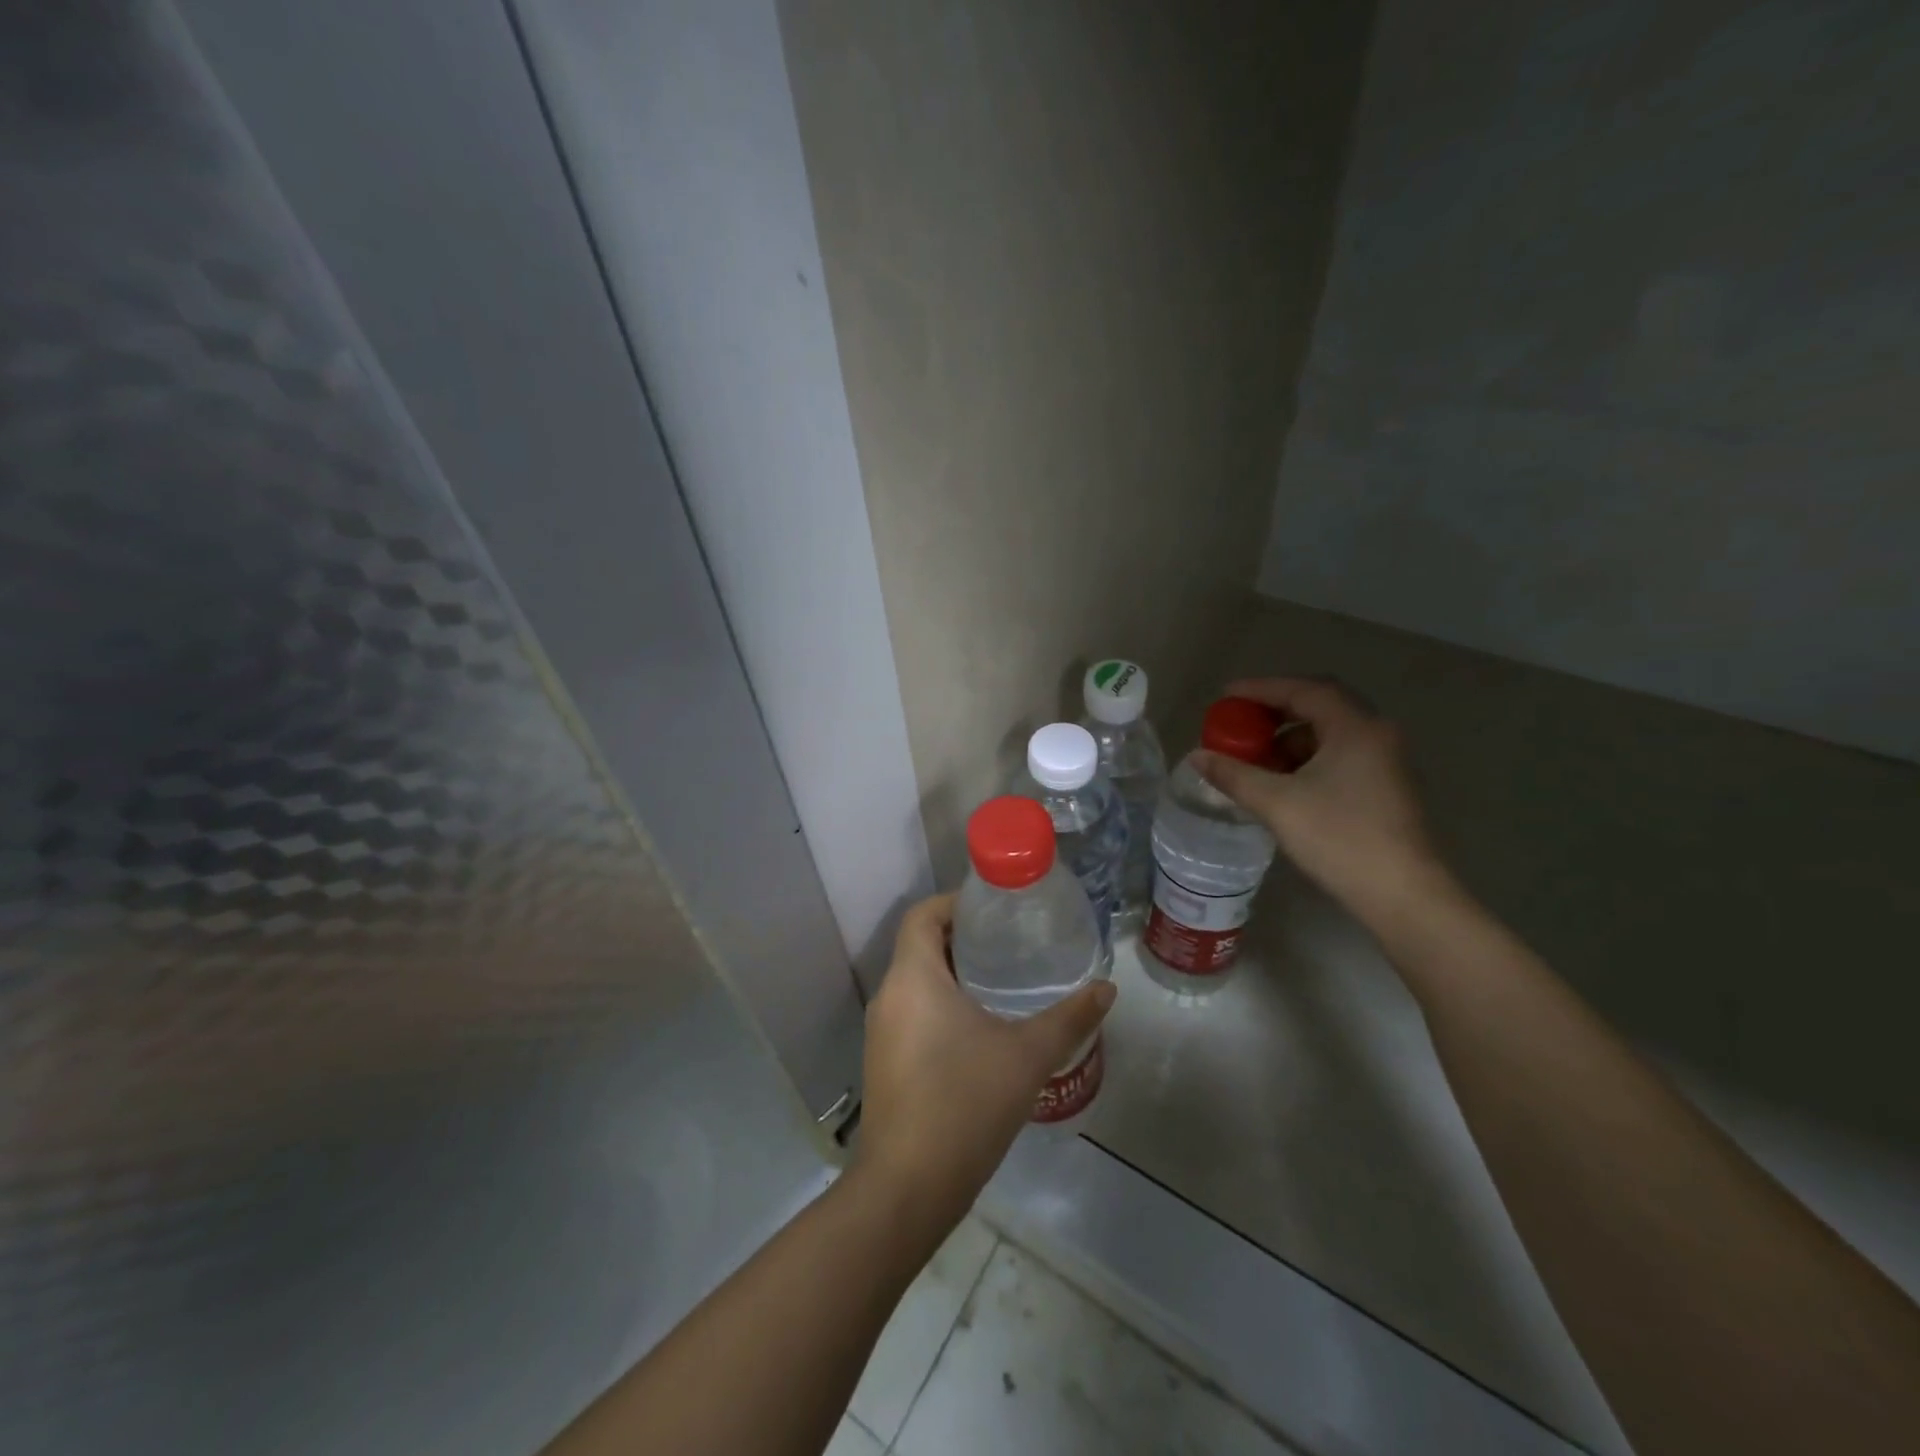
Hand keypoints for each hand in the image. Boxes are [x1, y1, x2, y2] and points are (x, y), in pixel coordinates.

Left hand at [854, 894, 1115, 1228]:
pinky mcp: (884, 1062)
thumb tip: (1107, 988)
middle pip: (921, 945)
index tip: (995, 909)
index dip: (955, 902)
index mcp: (913, 977)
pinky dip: (941, 1006)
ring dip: (954, 974)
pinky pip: (912, 1013)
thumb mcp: (1027, 1056)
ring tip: (1003, 982)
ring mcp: (882, 1032)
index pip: (923, 914)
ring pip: (917, 982)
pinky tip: (981, 1031)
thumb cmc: (965, 1104)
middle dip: (963, 938)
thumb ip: (1069, 1018)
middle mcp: (890, 995)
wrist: (907, 1188)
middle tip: (1011, 944)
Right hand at [1193, 677, 1446, 920]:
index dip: (1261, 689)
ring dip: (1289, 740)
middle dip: (1275, 712)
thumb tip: (1197, 756)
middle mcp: (1375, 734)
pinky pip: (1338, 756)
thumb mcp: (1277, 803)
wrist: (1402, 895)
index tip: (1226, 696)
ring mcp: (1384, 761)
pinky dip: (1306, 760)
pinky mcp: (1384, 787)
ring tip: (1255, 760)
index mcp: (1354, 727)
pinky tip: (1282, 784)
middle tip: (1240, 723)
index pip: (1303, 690)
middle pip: (1319, 706)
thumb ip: (1234, 774)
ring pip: (1329, 734)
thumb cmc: (1339, 838)